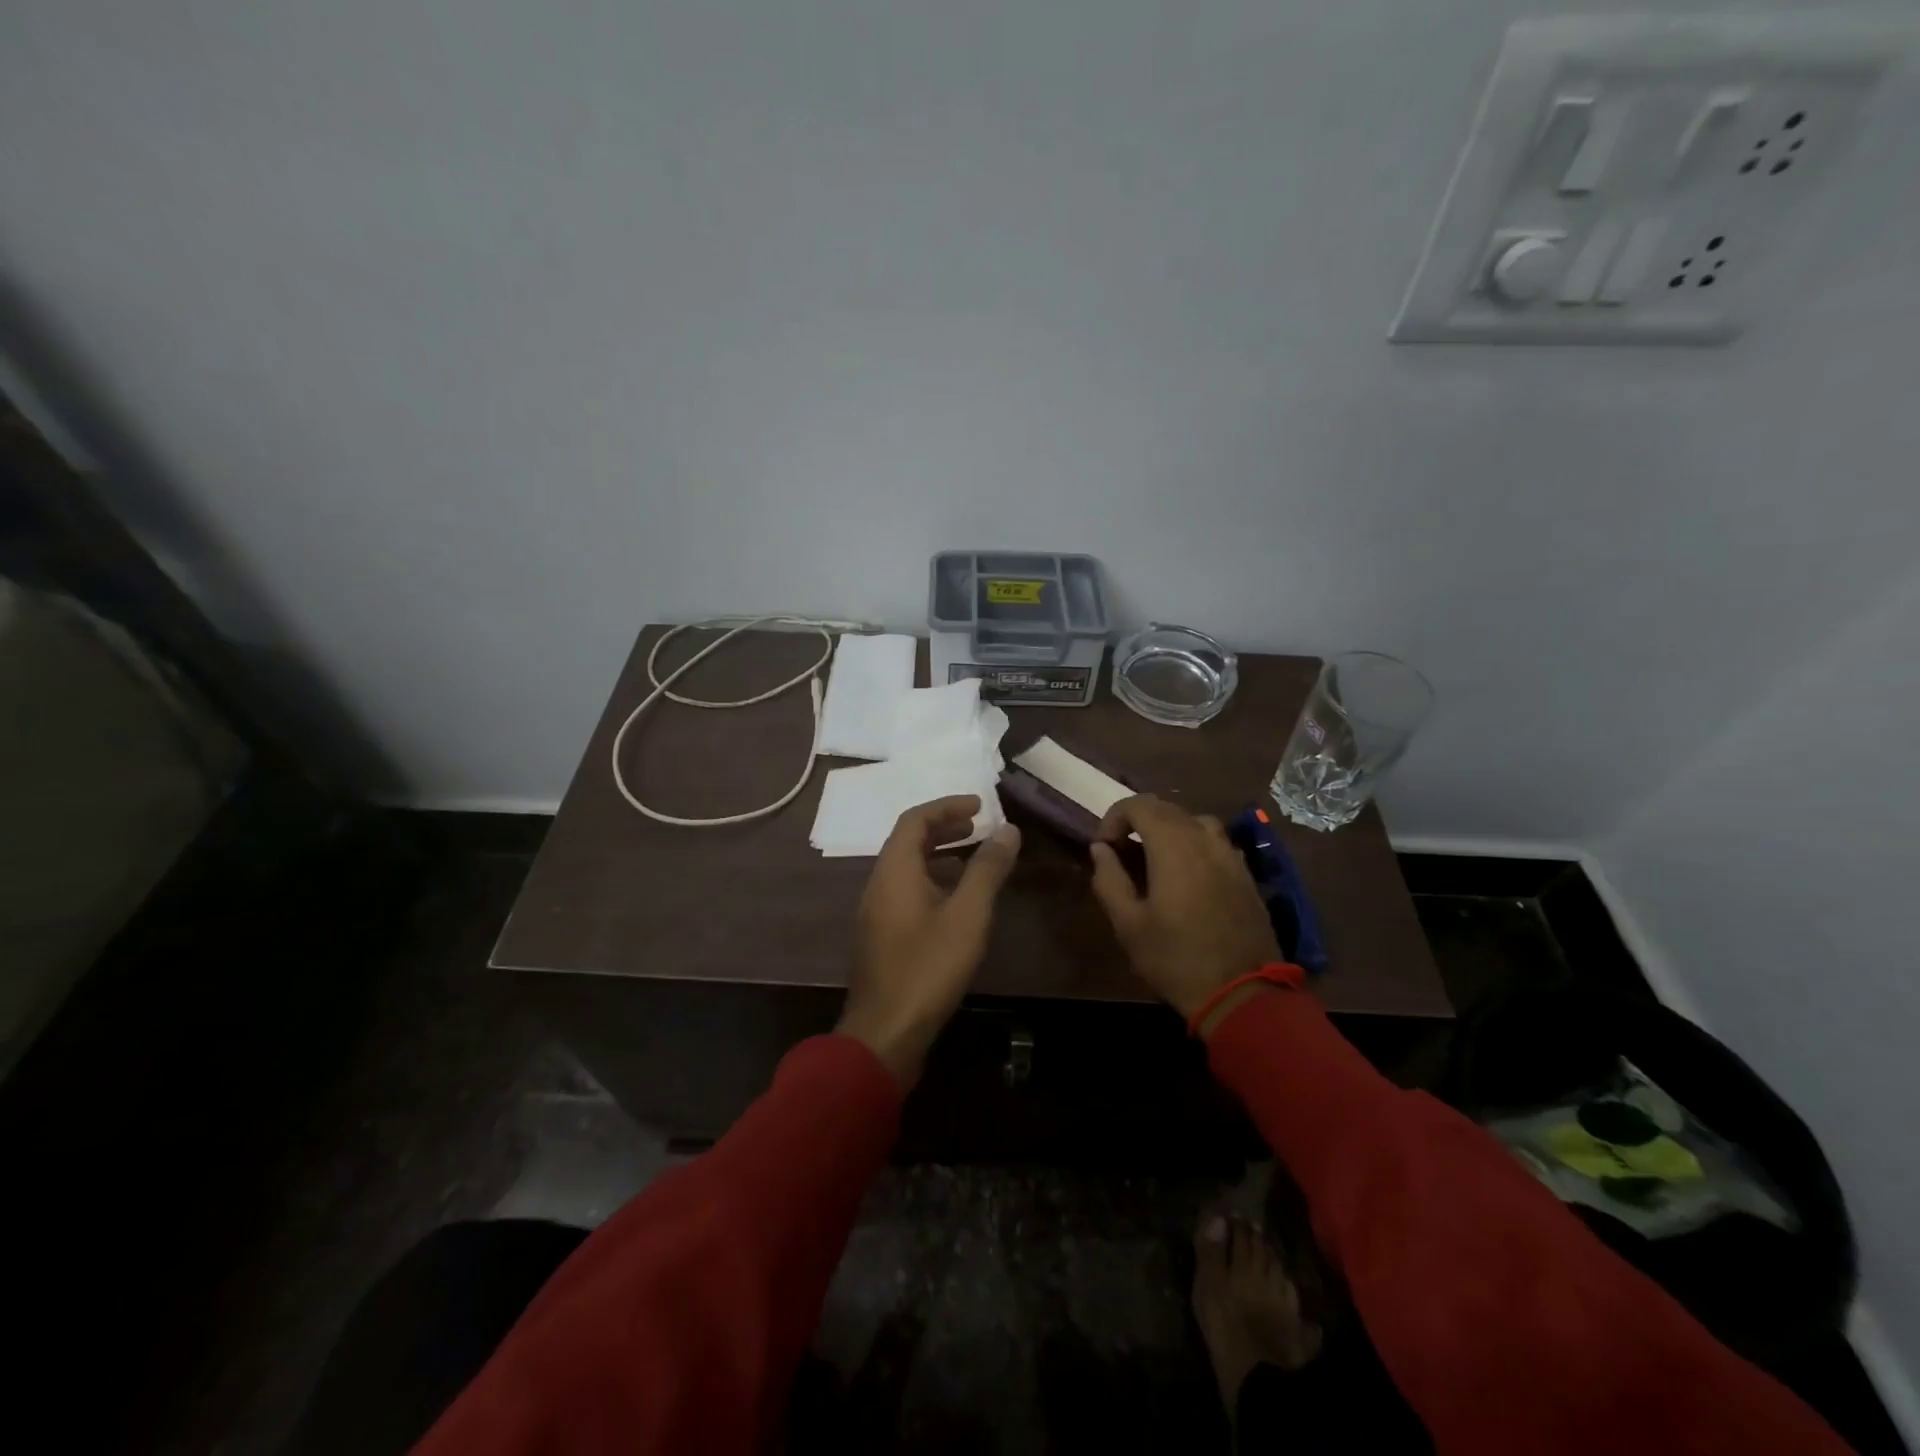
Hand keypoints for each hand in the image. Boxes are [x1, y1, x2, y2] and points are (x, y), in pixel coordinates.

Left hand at [838, 795, 1021, 1086]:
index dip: (947, 806)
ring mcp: (877, 911)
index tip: (980, 804)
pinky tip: (956, 900)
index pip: (915, 819)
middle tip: (979, 825)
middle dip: (944, 827)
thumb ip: (987, 869)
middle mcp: (879, 883)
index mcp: (894, 870)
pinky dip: (932, 878)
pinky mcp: (881, 935)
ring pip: (907, 867)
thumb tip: (1008, 830)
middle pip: (908, 840)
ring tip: (973, 856)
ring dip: (938, 853)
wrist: (885, 1032)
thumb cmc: (928, 967)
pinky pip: (906, 889)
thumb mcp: (967, 915)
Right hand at [1089, 795, 1280, 1032]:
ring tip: (1154, 856)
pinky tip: (1187, 874)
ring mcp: (1231, 856)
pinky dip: (1193, 844)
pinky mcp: (1246, 875)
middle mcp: (1205, 840)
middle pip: (1167, 808)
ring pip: (1195, 821)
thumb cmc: (1176, 959)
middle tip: (1120, 850)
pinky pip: (1216, 842)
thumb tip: (1100, 850)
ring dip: (1168, 828)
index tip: (1102, 846)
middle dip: (1137, 820)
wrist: (1243, 993)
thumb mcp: (1129, 925)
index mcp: (1173, 846)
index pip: (1139, 805)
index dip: (1113, 817)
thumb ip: (1109, 880)